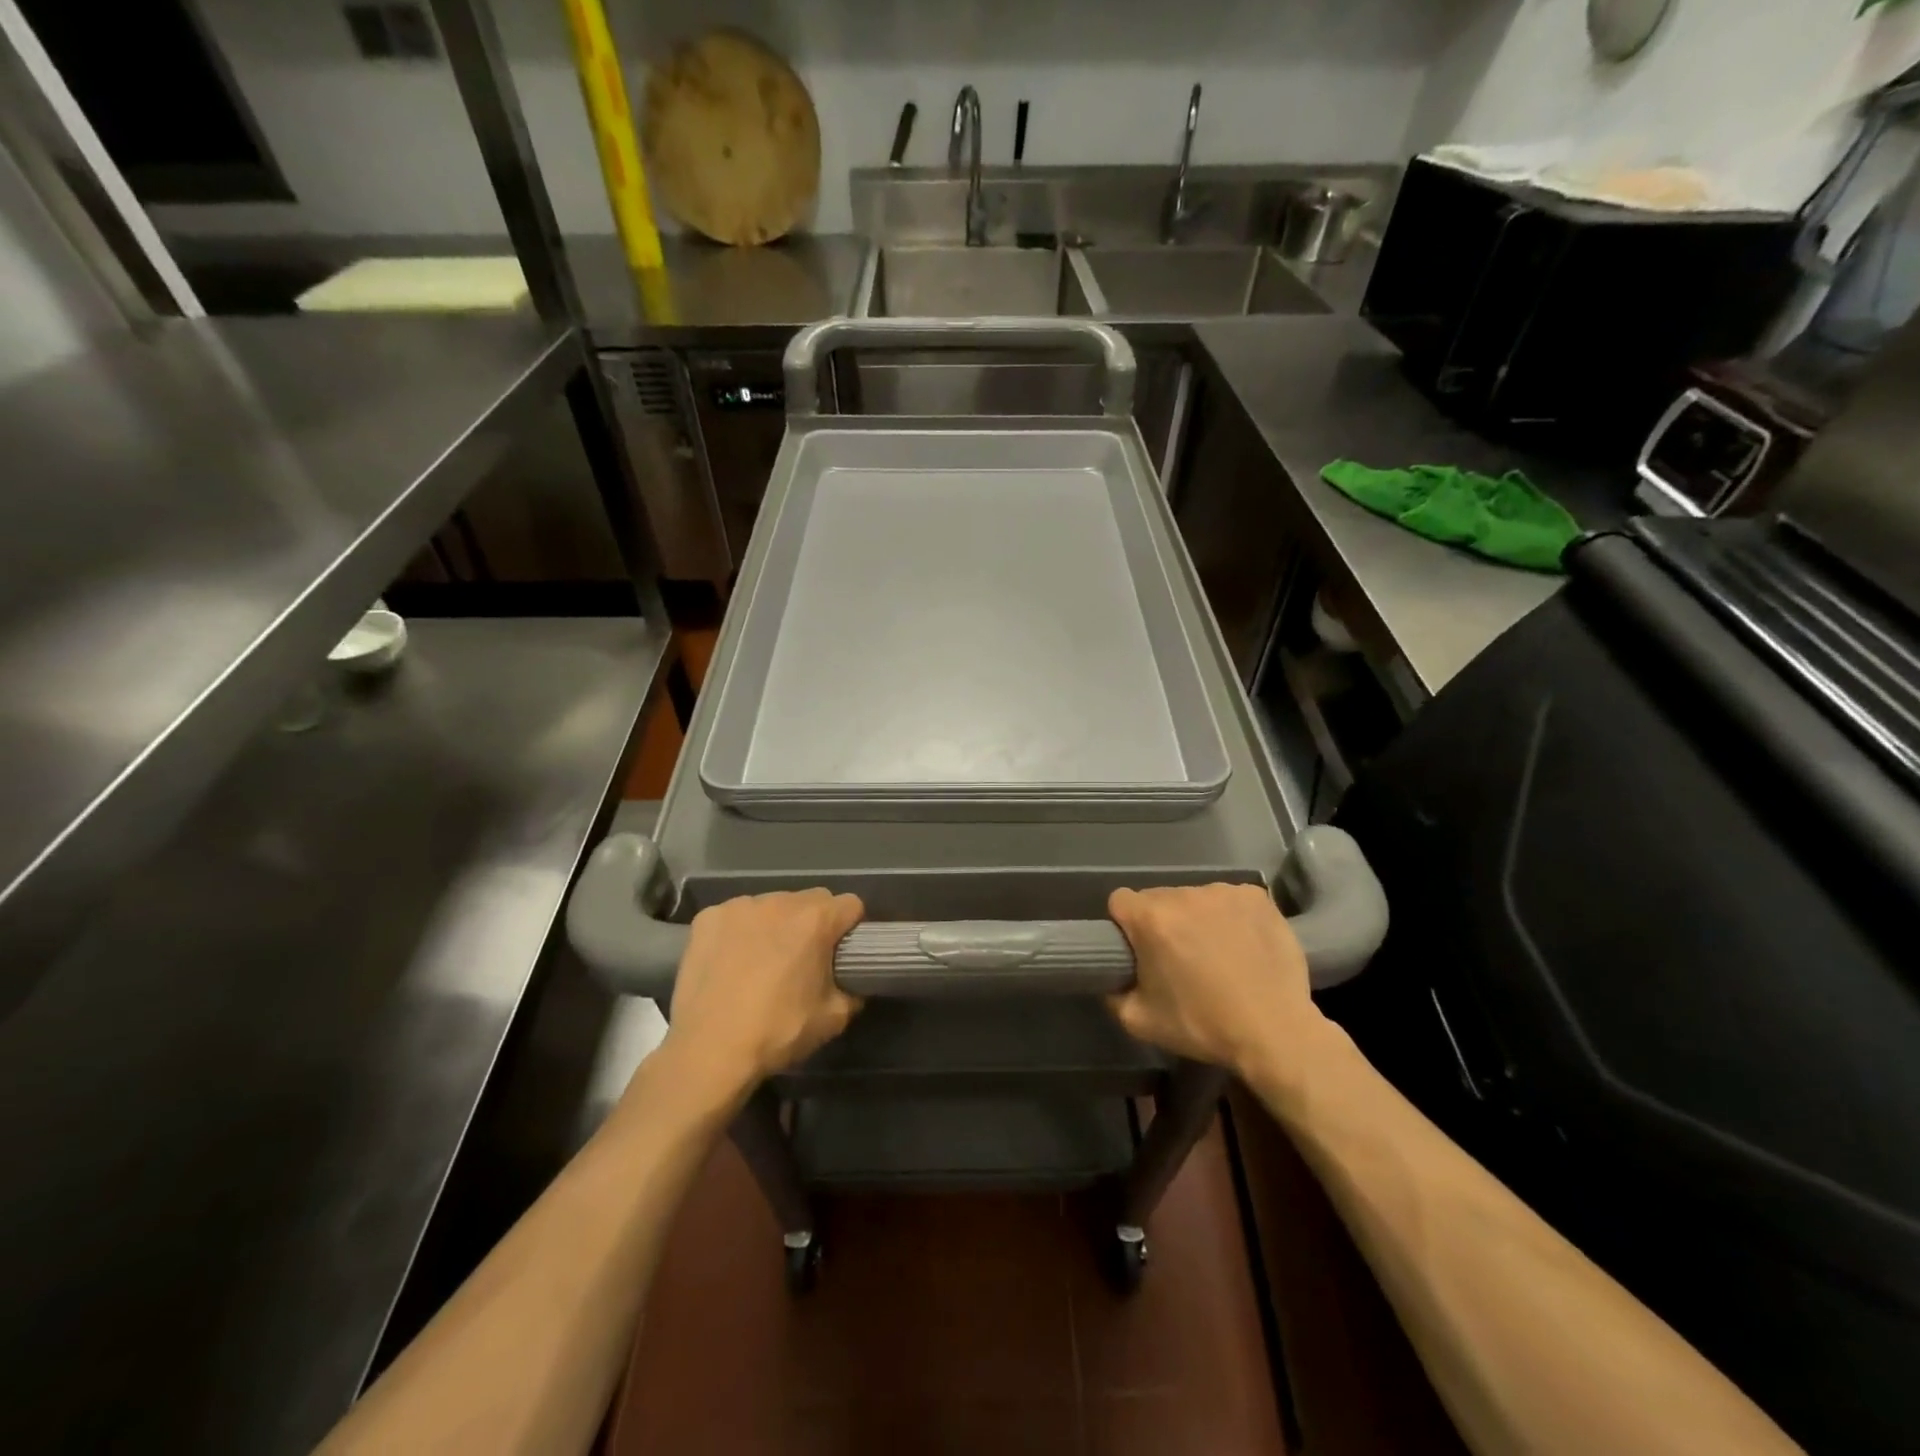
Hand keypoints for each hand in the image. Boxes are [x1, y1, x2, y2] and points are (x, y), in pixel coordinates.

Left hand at [659, 889, 864, 1101]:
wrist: (708, 1051)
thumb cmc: (777, 1032)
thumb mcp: (833, 1018)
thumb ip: (852, 990)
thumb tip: (852, 982)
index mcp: (815, 920)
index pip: (850, 905)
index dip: (850, 928)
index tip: (842, 951)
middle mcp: (779, 901)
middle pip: (811, 900)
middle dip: (813, 923)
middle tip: (803, 959)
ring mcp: (740, 906)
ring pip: (772, 905)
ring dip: (775, 925)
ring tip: (762, 961)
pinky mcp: (708, 917)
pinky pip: (736, 916)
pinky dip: (740, 932)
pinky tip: (731, 961)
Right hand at [1105, 883, 1328, 1079]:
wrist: (1275, 1032)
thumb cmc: (1202, 1025)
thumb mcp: (1139, 1021)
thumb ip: (1113, 993)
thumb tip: (1112, 978)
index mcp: (1151, 918)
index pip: (1120, 902)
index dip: (1125, 925)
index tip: (1139, 950)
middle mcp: (1184, 894)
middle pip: (1158, 899)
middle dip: (1162, 922)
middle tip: (1179, 957)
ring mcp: (1223, 892)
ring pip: (1195, 898)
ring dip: (1197, 918)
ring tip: (1217, 953)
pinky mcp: (1256, 897)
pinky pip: (1230, 899)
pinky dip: (1231, 916)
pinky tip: (1243, 944)